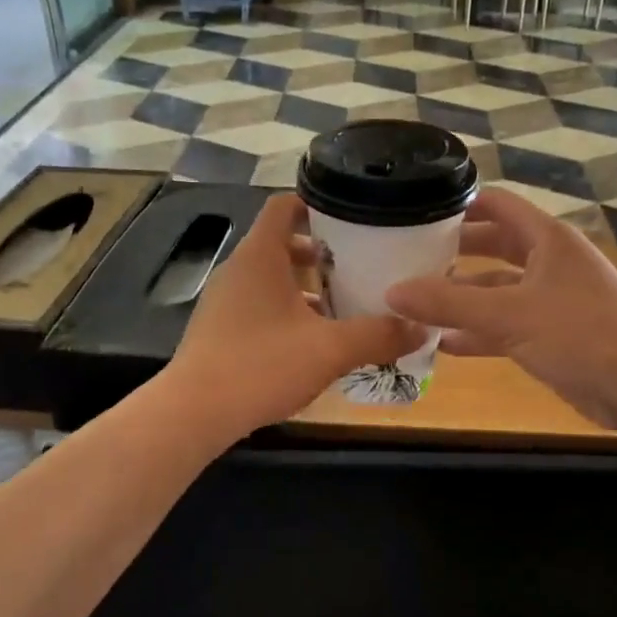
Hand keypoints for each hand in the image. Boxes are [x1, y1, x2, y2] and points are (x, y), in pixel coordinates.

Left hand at [167, 195, 425, 434]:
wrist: (194, 414)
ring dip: (306, 286)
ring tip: (345, 304)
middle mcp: (238, 270)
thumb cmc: (262, 365)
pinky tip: (314, 340)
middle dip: (322, 252)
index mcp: (260, 256)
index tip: (352, 216)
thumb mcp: (330, 349)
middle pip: (282, 243)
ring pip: (272, 278)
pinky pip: (260, 305)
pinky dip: (288, 311)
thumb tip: (423, 328)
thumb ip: (378, 335)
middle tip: (360, 264)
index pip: (284, 205)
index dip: (316, 203)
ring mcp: (225, 301)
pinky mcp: (220, 330)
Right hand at [385, 187, 616, 429]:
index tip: (418, 214)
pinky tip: (443, 343)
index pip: (497, 205)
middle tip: (408, 259)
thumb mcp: (508, 315)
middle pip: (494, 246)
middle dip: (454, 254)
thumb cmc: (579, 333)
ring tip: (416, 304)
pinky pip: (506, 325)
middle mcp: (549, 262)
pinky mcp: (553, 335)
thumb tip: (392, 291)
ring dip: (462, 298)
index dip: (459, 206)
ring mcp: (552, 300)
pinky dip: (478, 332)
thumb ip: (449, 303)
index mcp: (547, 239)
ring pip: (498, 290)